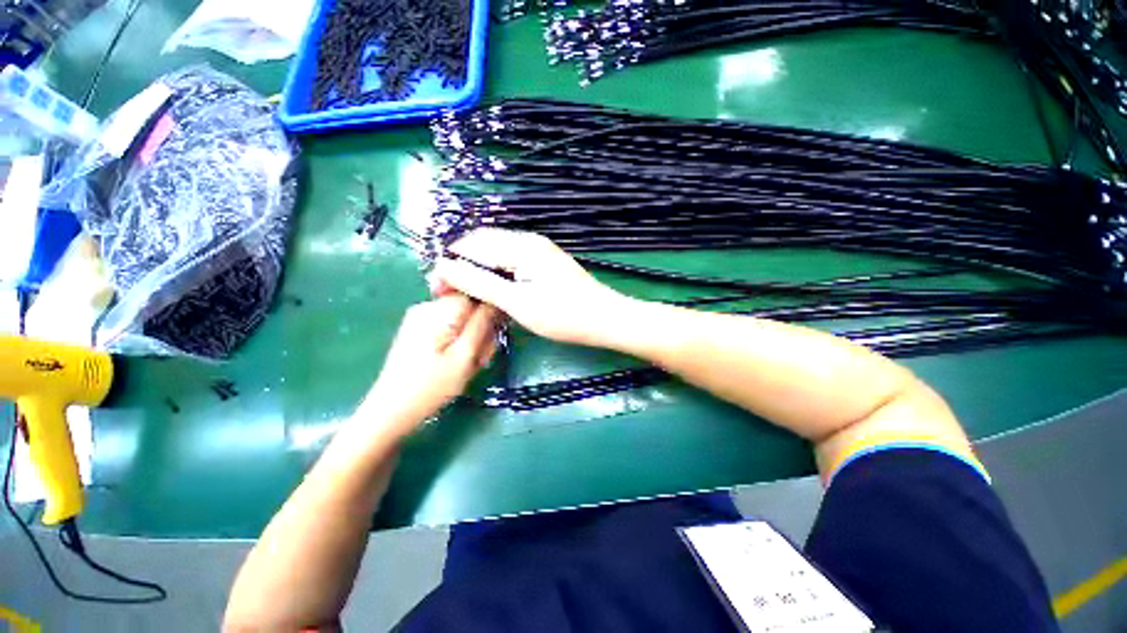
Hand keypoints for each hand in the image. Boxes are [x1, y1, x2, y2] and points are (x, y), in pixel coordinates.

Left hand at [359, 294, 499, 436]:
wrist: (390, 412)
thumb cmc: (431, 386)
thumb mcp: (464, 356)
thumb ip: (482, 324)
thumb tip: (497, 300)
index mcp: (438, 310)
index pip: (476, 293)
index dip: (491, 311)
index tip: (494, 334)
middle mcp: (428, 307)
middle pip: (470, 307)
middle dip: (481, 330)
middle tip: (480, 358)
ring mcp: (421, 318)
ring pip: (462, 319)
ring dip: (471, 339)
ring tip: (468, 364)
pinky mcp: (419, 329)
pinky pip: (450, 327)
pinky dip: (458, 342)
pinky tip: (456, 362)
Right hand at [429, 229, 627, 346]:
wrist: (605, 319)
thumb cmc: (563, 315)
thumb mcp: (517, 302)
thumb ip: (479, 283)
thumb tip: (443, 268)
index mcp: (520, 246)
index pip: (471, 245)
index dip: (449, 264)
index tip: (437, 290)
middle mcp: (528, 241)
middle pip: (483, 244)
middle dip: (462, 265)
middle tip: (450, 294)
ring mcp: (539, 251)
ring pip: (497, 253)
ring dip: (478, 270)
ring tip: (468, 295)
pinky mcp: (545, 263)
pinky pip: (511, 261)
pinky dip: (496, 273)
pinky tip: (493, 291)